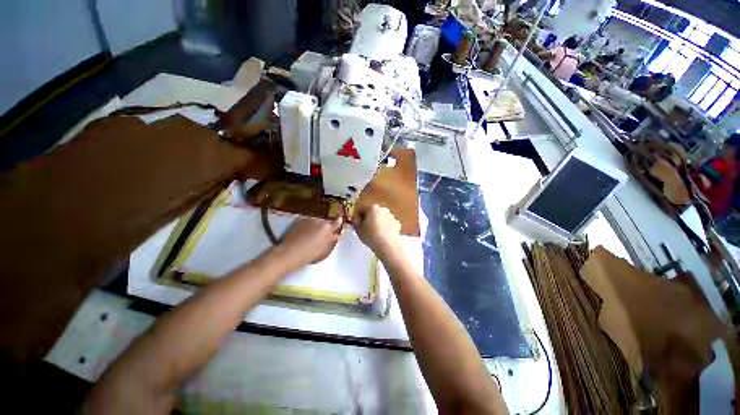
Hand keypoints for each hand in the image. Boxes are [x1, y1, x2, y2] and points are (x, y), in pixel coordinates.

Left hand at [278, 217, 342, 267]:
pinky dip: (307, 226)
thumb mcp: (324, 249)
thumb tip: (337, 235)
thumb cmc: (309, 254)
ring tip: (312, 234)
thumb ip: (331, 240)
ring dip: (316, 226)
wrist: (290, 253)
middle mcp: (319, 221)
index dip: (339, 221)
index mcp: (327, 229)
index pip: (336, 223)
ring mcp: (308, 220)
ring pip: (315, 222)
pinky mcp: (299, 221)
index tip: (340, 219)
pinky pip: (307, 222)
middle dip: (325, 227)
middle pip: (325, 222)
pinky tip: (304, 233)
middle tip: (323, 234)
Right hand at [353, 205, 401, 258]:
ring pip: (381, 217)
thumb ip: (355, 223)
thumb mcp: (358, 230)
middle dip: (368, 218)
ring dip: (377, 222)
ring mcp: (391, 216)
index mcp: (372, 207)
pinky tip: (382, 236)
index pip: (361, 208)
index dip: (357, 215)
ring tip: (373, 233)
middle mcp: (383, 209)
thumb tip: (356, 220)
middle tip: (364, 228)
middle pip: (372, 211)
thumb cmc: (371, 236)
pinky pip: (388, 224)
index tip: (355, 223)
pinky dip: (384, 227)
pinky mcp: (397, 224)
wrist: (389, 246)